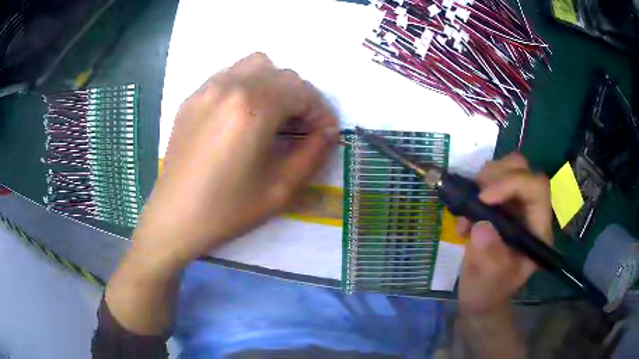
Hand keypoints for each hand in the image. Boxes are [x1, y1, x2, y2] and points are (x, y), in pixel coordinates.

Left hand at [134, 53, 338, 267]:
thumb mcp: (281, 188)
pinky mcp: (192, 98)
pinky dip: (247, 86)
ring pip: (255, 65)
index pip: (303, 91)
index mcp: (253, 107)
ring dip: (274, 84)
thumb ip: (313, 153)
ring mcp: (206, 89)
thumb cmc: (228, 209)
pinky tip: (242, 116)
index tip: (325, 134)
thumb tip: (328, 132)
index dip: (321, 111)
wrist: (176, 217)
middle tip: (301, 128)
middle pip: (282, 74)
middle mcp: (229, 86)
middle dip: (300, 98)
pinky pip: (229, 76)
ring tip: (272, 115)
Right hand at [457, 153, 551, 314]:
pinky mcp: (500, 205)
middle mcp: (530, 211)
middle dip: (498, 174)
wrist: (481, 295)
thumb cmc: (489, 291)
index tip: (483, 198)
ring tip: (469, 206)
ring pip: (507, 168)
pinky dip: (474, 189)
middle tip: (476, 194)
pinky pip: (490, 180)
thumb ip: (489, 256)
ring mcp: (516, 206)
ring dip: (485, 179)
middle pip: (523, 170)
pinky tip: (465, 216)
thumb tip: (481, 226)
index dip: (513, 183)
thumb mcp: (489, 280)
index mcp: (537, 229)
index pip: (536, 188)